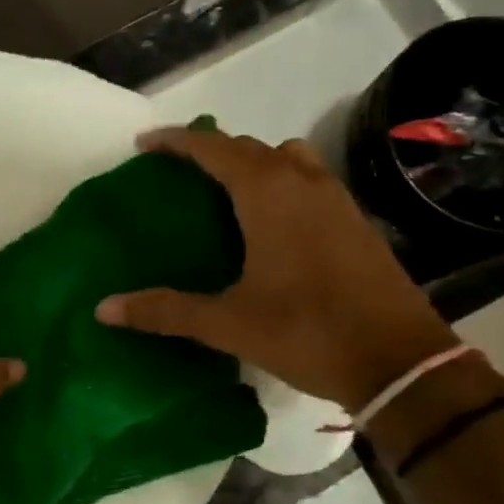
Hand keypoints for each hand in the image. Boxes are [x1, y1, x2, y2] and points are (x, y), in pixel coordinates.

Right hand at [95, 128, 457, 412]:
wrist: (399, 361)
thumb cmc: (307, 331)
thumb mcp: (228, 323)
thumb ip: (165, 310)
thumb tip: (104, 309)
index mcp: (268, 195)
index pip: (213, 148)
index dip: (176, 141)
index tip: (146, 144)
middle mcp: (303, 183)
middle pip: (250, 147)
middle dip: (211, 151)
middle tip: (179, 174)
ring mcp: (336, 200)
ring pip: (287, 158)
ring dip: (254, 162)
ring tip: (226, 193)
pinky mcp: (355, 222)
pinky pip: (310, 180)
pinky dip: (282, 183)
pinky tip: (271, 223)